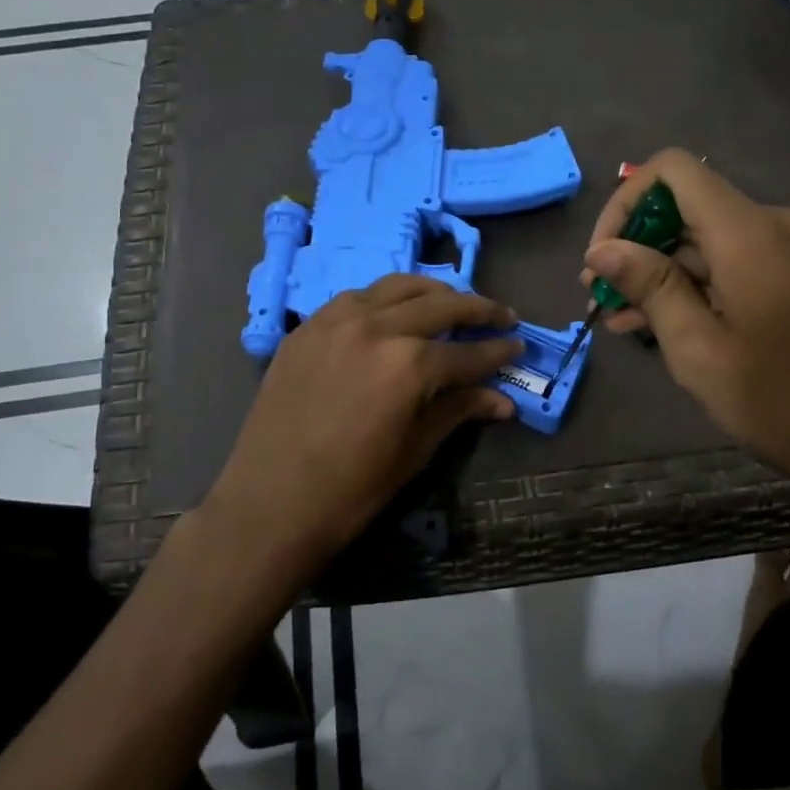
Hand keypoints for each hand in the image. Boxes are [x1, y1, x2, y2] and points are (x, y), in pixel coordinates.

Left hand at [201, 275, 521, 583]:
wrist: (270, 502)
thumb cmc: (352, 489)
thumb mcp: (415, 451)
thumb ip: (458, 411)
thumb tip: (503, 401)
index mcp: (410, 364)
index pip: (468, 352)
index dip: (498, 351)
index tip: (518, 345)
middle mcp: (377, 328)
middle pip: (440, 305)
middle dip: (478, 309)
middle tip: (501, 316)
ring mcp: (336, 321)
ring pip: (397, 287)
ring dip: (432, 293)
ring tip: (452, 303)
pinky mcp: (308, 327)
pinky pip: (356, 298)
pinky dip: (385, 300)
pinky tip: (394, 313)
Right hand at [582, 149, 789, 491]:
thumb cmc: (781, 402)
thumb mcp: (699, 350)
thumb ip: (650, 288)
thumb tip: (602, 248)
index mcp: (749, 234)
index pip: (673, 171)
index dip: (625, 202)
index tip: (603, 257)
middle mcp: (773, 224)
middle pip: (687, 206)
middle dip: (635, 245)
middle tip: (597, 295)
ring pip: (705, 239)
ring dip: (659, 271)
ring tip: (617, 317)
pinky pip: (732, 261)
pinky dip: (692, 284)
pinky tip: (657, 322)